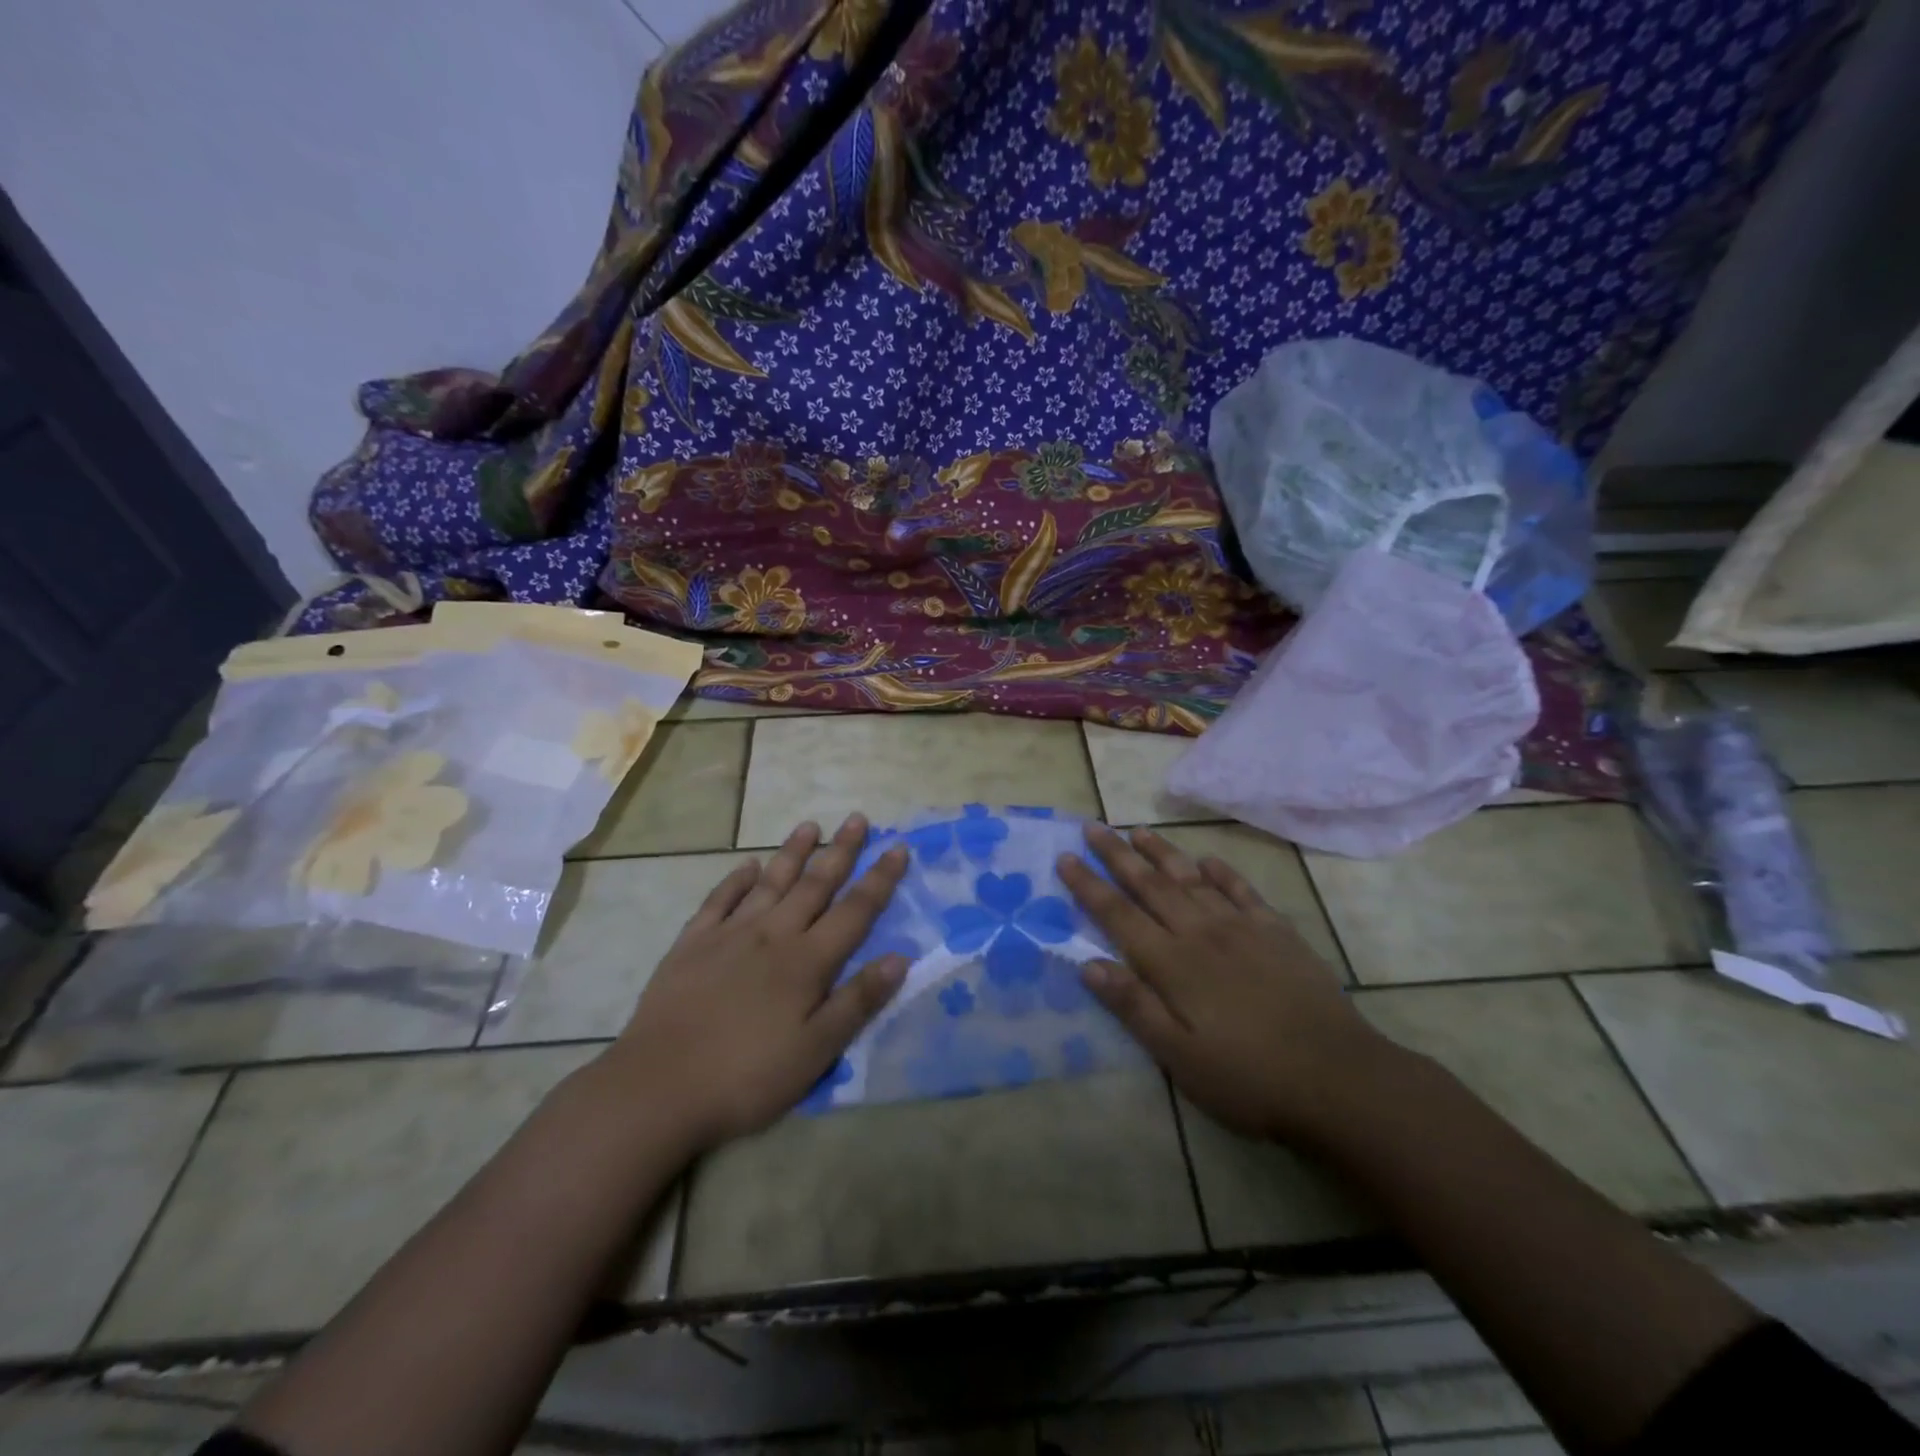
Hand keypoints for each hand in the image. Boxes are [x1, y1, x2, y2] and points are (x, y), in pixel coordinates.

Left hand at [604, 815, 909, 1149]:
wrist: (657, 1088)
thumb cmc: (746, 1077)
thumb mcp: (815, 1052)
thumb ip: (857, 1001)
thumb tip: (900, 957)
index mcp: (806, 962)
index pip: (855, 911)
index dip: (880, 879)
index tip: (897, 846)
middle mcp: (773, 935)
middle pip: (814, 884)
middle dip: (840, 850)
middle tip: (858, 818)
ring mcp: (729, 935)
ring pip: (770, 883)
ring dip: (793, 853)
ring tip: (810, 826)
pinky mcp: (691, 945)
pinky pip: (719, 900)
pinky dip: (736, 880)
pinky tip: (747, 865)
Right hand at [1058, 825, 1391, 1146]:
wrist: (1339, 1079)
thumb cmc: (1249, 1077)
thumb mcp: (1179, 1056)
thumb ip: (1134, 1006)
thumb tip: (1088, 964)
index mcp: (1173, 964)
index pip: (1118, 915)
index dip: (1089, 886)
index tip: (1066, 858)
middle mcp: (1201, 934)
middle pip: (1151, 885)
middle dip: (1117, 855)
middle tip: (1093, 827)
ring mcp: (1243, 928)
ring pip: (1192, 879)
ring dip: (1162, 853)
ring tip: (1138, 831)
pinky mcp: (1278, 933)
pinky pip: (1243, 891)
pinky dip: (1221, 872)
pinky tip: (1208, 860)